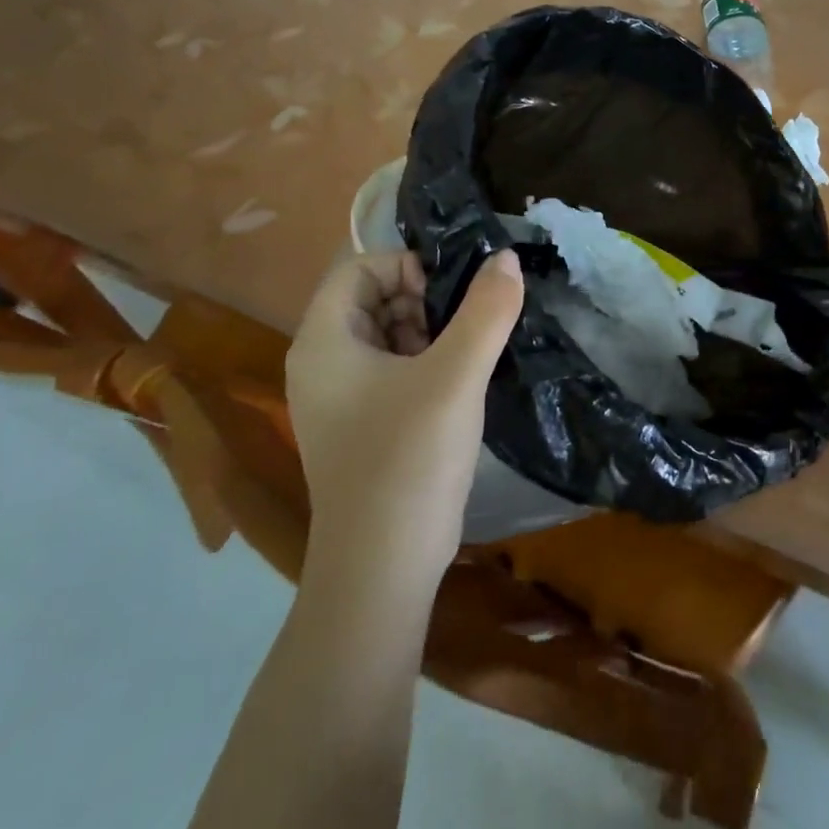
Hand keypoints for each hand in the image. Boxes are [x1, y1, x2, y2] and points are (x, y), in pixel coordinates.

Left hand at [286, 249, 523, 579]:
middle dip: (424, 299)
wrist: (382, 571)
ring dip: (431, 331)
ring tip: (471, 352)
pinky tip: (462, 382)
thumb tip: (505, 258)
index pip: (360, 268)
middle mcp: (322, 362)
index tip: (452, 293)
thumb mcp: (456, 376)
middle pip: (373, 298)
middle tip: (468, 324)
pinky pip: (393, 369)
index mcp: (324, 340)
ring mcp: (339, 398)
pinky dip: (427, 362)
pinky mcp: (361, 424)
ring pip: (387, 333)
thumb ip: (486, 310)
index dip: (408, 267)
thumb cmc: (408, 460)